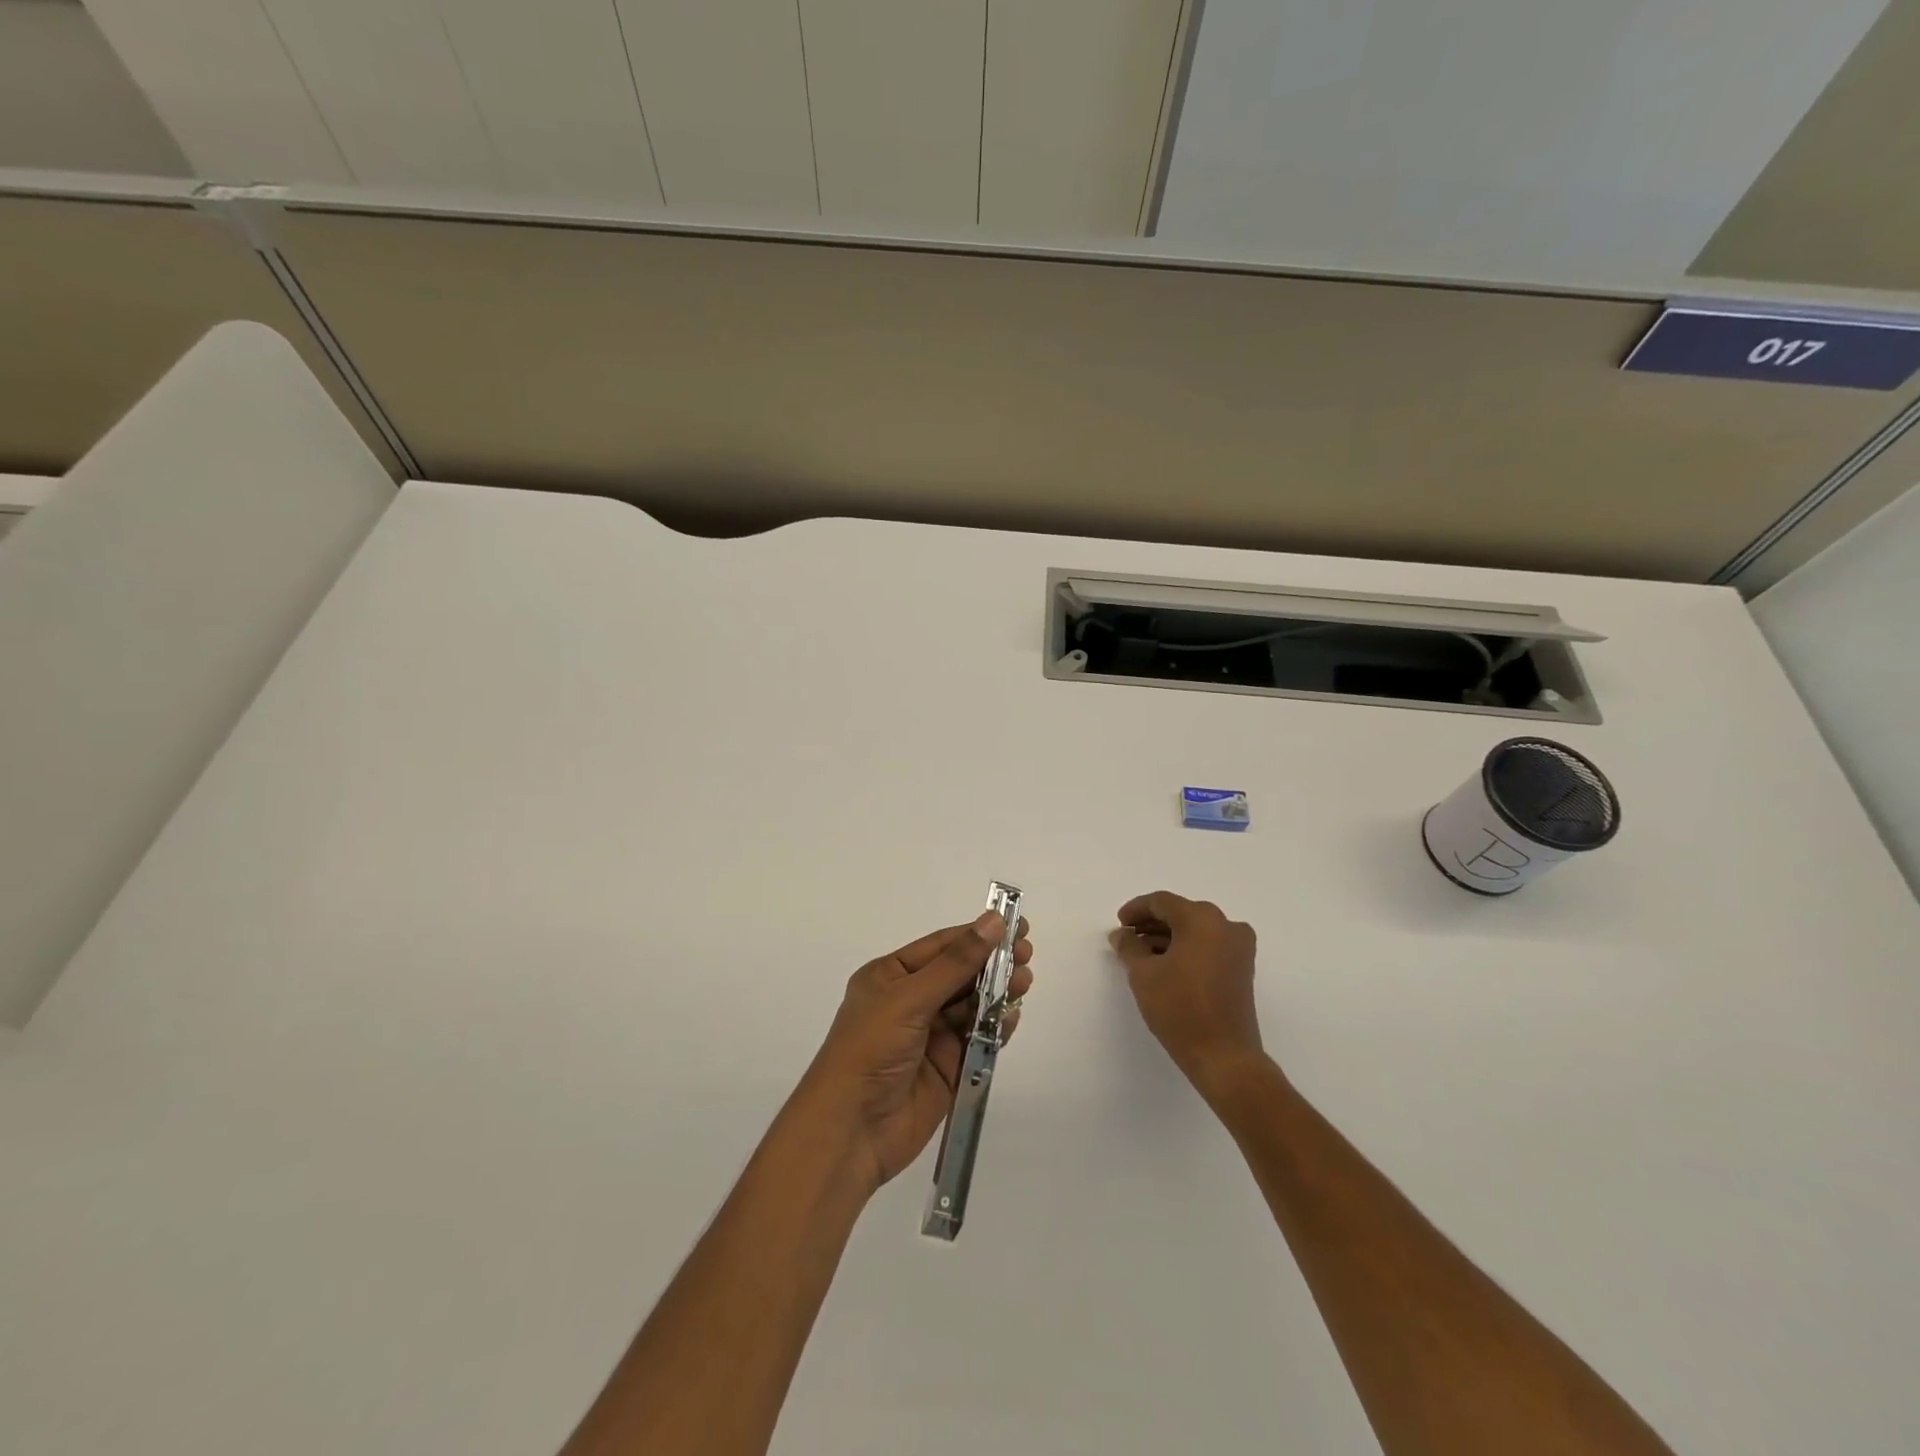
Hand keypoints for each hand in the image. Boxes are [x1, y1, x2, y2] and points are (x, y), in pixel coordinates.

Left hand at [799, 910, 1033, 1190]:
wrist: (850, 1130)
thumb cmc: (871, 1049)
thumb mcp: (910, 998)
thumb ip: (956, 962)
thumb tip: (993, 921)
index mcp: (890, 977)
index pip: (940, 947)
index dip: (977, 934)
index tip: (1015, 924)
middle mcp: (910, 1002)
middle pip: (959, 975)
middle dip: (992, 963)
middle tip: (1027, 954)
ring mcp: (929, 1037)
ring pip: (971, 1006)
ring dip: (998, 993)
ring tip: (1024, 982)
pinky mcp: (947, 1069)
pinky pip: (977, 1040)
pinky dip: (996, 1027)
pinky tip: (1013, 1016)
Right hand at [1111, 892, 1263, 1093]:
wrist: (1224, 1056)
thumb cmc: (1180, 1009)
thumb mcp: (1143, 974)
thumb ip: (1129, 947)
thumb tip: (1122, 935)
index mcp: (1202, 919)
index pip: (1162, 902)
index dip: (1136, 909)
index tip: (1119, 924)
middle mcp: (1226, 925)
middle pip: (1181, 913)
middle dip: (1152, 923)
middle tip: (1128, 937)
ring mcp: (1239, 947)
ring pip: (1196, 929)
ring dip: (1168, 936)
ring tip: (1142, 953)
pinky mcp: (1242, 968)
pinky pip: (1209, 945)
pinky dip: (1187, 948)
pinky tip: (1165, 964)